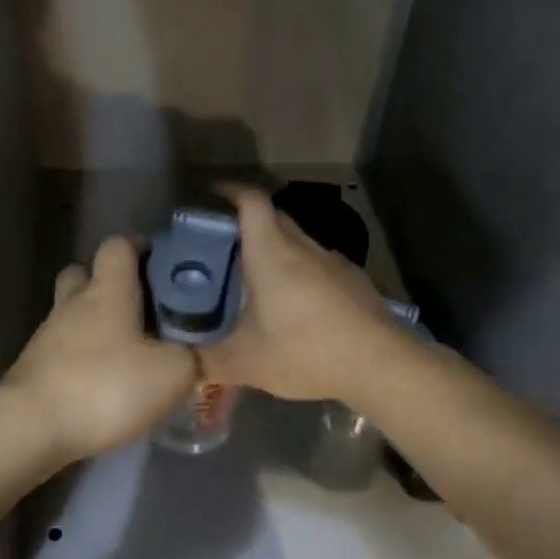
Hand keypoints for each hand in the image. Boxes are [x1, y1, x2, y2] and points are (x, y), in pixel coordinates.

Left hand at [3, 236, 196, 461]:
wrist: (31, 428)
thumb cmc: (106, 387)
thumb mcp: (171, 374)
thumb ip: (191, 357)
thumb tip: (195, 353)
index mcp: (108, 290)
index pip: (118, 245)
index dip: (139, 248)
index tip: (162, 264)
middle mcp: (74, 303)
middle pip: (86, 274)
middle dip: (111, 285)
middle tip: (143, 309)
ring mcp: (48, 335)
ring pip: (74, 314)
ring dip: (97, 326)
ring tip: (129, 352)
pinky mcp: (35, 368)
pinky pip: (64, 350)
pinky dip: (84, 358)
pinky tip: (105, 383)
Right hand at [201, 187, 419, 406]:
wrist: (380, 363)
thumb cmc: (304, 350)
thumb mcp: (246, 362)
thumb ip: (208, 362)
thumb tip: (179, 368)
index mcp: (271, 252)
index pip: (251, 201)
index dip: (231, 190)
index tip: (214, 192)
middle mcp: (303, 247)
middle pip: (275, 218)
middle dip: (250, 222)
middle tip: (227, 245)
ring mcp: (334, 262)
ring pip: (299, 243)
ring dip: (279, 250)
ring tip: (261, 279)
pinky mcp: (355, 282)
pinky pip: (320, 266)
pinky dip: (303, 274)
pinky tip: (300, 306)